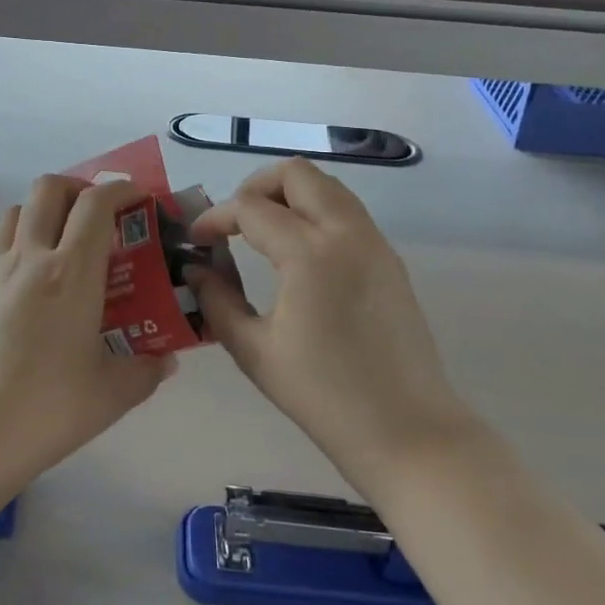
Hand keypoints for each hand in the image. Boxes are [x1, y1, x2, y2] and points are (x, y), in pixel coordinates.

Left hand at [0, 175, 174, 490]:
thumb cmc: (46, 408)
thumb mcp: (112, 394)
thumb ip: (147, 369)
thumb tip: (165, 358)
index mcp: (71, 271)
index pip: (95, 204)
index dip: (120, 189)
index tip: (137, 197)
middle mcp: (30, 258)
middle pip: (48, 189)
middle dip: (77, 187)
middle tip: (97, 214)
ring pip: (16, 211)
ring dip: (42, 210)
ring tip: (62, 242)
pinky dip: (20, 245)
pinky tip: (32, 288)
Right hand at [188, 158, 475, 494]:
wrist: (408, 431)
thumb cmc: (324, 396)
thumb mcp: (255, 351)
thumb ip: (217, 301)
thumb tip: (197, 270)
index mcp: (310, 254)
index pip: (251, 208)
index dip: (215, 217)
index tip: (196, 240)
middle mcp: (346, 232)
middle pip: (296, 173)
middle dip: (255, 186)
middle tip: (233, 222)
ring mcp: (374, 242)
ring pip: (326, 185)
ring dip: (289, 194)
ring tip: (262, 232)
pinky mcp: (389, 258)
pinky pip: (346, 211)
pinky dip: (315, 211)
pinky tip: (297, 252)